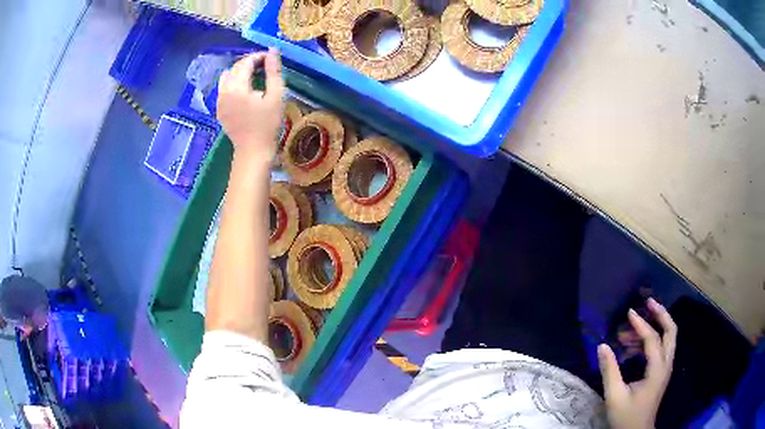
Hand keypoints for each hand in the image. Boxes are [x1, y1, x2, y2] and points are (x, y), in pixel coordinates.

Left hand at [217, 49, 284, 161]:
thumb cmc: (268, 124)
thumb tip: (273, 49)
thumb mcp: (276, 95)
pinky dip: (233, 83)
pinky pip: (223, 89)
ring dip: (240, 72)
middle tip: (265, 66)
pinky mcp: (219, 109)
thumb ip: (273, 71)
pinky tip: (245, 90)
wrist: (253, 151)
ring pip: (226, 77)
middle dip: (249, 63)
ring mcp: (219, 101)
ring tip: (254, 76)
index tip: (271, 58)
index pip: (245, 62)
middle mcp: (224, 91)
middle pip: (235, 68)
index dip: (259, 56)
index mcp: (237, 87)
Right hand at [598, 298, 676, 428]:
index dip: (641, 324)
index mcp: (657, 369)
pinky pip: (661, 348)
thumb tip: (602, 345)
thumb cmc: (626, 416)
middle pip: (671, 331)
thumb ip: (610, 371)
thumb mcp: (615, 396)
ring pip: (669, 337)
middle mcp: (666, 364)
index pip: (653, 339)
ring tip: (636, 324)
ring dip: (656, 326)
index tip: (629, 312)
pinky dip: (652, 339)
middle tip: (648, 302)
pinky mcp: (661, 373)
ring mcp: (665, 368)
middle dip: (661, 314)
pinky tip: (636, 344)